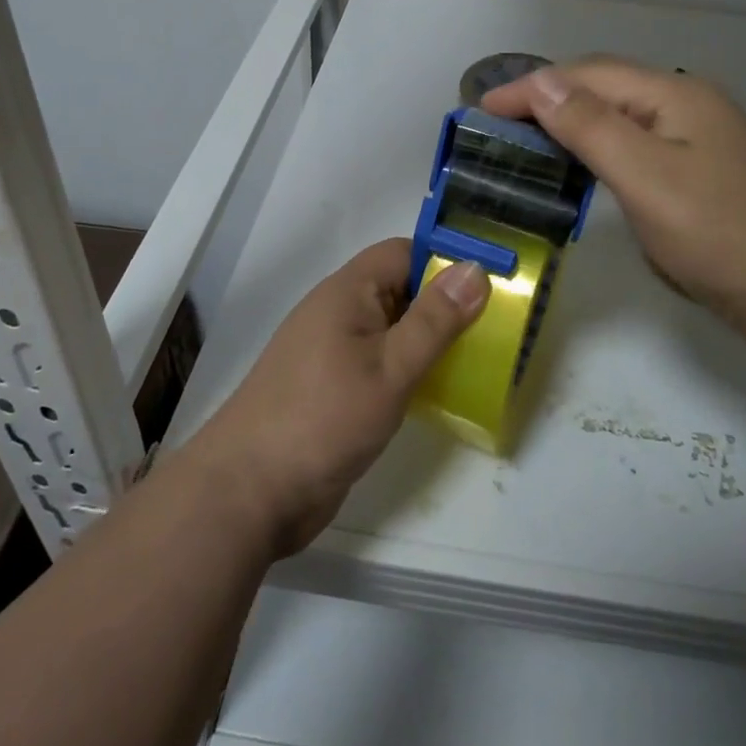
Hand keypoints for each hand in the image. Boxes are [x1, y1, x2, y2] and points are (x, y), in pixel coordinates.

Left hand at [180, 239, 489, 556]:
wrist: (248, 493)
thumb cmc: (322, 418)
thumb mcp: (390, 367)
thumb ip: (434, 320)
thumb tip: (474, 270)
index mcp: (348, 291)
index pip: (404, 253)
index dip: (444, 260)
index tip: (491, 281)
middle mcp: (340, 313)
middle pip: (401, 289)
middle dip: (445, 302)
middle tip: (497, 323)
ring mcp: (335, 353)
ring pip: (393, 329)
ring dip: (431, 340)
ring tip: (481, 356)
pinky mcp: (335, 390)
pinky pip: (382, 363)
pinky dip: (411, 370)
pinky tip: (440, 392)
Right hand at [482, 57, 745, 345]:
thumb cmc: (716, 233)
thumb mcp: (645, 177)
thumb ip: (591, 126)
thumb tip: (541, 82)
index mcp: (675, 95)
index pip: (587, 76)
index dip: (532, 88)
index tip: (482, 109)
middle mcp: (687, 104)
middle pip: (605, 87)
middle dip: (549, 98)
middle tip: (499, 124)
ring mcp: (698, 137)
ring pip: (620, 114)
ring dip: (571, 120)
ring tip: (529, 139)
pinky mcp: (700, 169)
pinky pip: (635, 141)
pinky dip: (598, 145)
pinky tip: (582, 164)